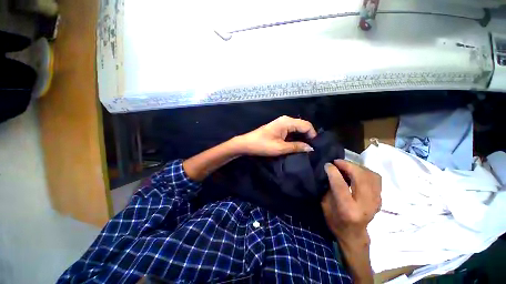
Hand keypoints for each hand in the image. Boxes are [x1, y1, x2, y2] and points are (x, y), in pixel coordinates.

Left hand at [234, 116, 316, 155]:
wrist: (246, 144)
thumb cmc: (262, 145)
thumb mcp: (280, 148)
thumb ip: (296, 147)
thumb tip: (311, 148)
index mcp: (287, 122)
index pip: (306, 125)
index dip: (313, 135)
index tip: (315, 147)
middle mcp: (286, 120)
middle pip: (302, 126)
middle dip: (308, 136)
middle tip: (311, 149)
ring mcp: (282, 123)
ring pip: (297, 129)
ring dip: (302, 138)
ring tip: (305, 148)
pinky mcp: (278, 128)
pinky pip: (291, 131)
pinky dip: (295, 137)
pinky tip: (297, 145)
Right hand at [321, 160, 380, 243]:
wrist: (353, 235)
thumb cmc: (335, 221)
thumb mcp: (325, 205)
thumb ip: (329, 187)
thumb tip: (331, 171)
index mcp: (348, 209)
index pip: (341, 185)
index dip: (333, 172)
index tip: (327, 164)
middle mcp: (365, 205)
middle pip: (360, 178)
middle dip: (347, 165)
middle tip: (337, 162)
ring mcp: (376, 202)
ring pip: (371, 176)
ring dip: (357, 167)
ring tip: (346, 166)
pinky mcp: (380, 199)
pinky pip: (375, 178)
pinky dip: (365, 171)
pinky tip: (355, 172)